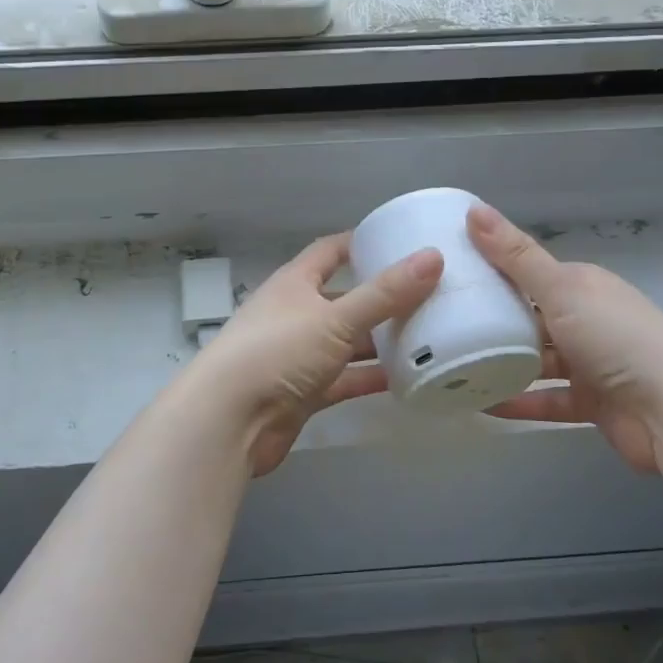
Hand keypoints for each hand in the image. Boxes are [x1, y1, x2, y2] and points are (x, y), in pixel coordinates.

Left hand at [188, 234, 442, 474]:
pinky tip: (405, 378)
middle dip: (381, 298)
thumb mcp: (335, 318)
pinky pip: (344, 379)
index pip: (329, 252)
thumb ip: (385, 293)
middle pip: (344, 299)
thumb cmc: (277, 352)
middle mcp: (295, 314)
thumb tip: (433, 256)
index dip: (360, 244)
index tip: (398, 241)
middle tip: (429, 294)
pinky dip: (369, 377)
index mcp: (294, 284)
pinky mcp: (304, 392)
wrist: (229, 421)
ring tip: (428, 335)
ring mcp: (298, 355)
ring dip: (379, 341)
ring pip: (346, 342)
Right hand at [467, 204, 662, 471]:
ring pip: (537, 360)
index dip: (493, 273)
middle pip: (530, 317)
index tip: (449, 278)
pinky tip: (481, 404)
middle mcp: (587, 320)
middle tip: (441, 324)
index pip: (530, 274)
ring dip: (502, 364)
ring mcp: (590, 364)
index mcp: (583, 286)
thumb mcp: (560, 289)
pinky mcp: (591, 403)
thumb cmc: (616, 338)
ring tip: (454, 365)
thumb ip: (515, 256)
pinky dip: (519, 401)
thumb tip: (473, 209)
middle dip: (492, 321)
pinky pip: (546, 399)